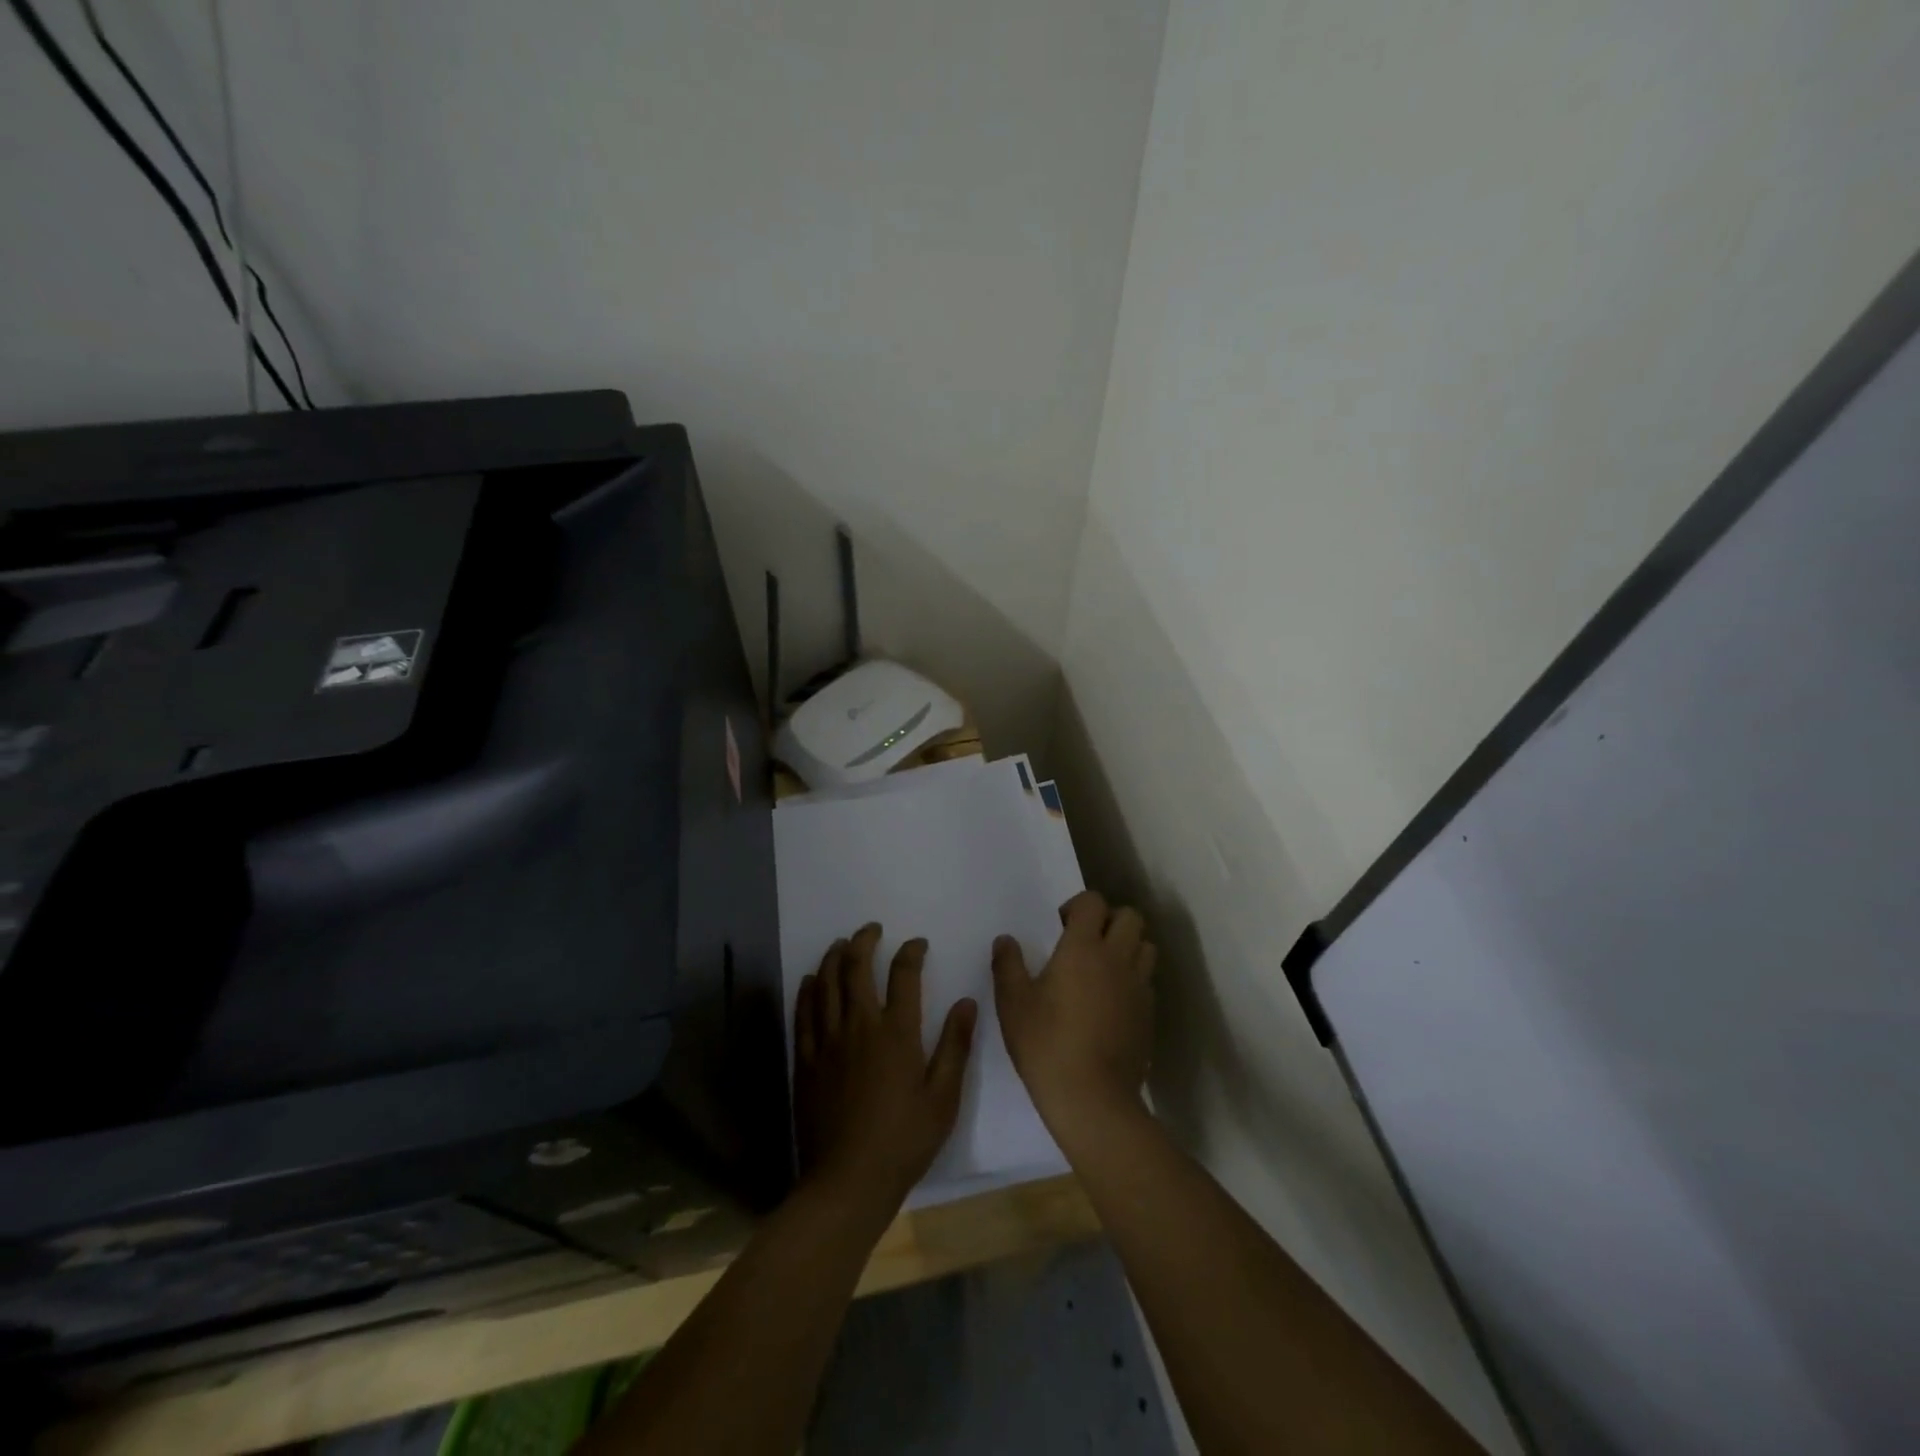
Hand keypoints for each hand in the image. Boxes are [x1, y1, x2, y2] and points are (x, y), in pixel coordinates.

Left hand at [794, 924, 976, 1220]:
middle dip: (864, 941)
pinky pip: (803, 1013)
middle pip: (856, 968)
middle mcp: (859, 1026)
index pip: (904, 975)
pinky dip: (808, 990)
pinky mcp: (806, 1061)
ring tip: (841, 944)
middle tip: (871, 930)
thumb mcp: (943, 1098)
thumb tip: (967, 1002)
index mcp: (896, 1033)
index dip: (911, 952)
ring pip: (826, 984)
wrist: (848, 1181)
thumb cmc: (904, 1141)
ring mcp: (827, 1042)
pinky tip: (812, 980)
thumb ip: (955, 1046)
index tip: (917, 944)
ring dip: (834, 957)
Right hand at [993, 891, 1154, 1141]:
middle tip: (1085, 942)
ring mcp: (1139, 986)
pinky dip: (1133, 978)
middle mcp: (1117, 958)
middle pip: (1129, 916)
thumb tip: (1006, 940)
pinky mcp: (1149, 1014)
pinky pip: (1147, 979)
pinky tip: (1112, 1001)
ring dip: (1127, 946)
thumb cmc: (1046, 1045)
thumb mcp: (1013, 1004)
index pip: (1093, 902)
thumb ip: (1007, 965)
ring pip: (1145, 945)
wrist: (1093, 1099)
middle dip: (1109, 920)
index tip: (1059, 927)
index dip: (1077, 906)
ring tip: (1103, 968)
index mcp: (1084, 948)